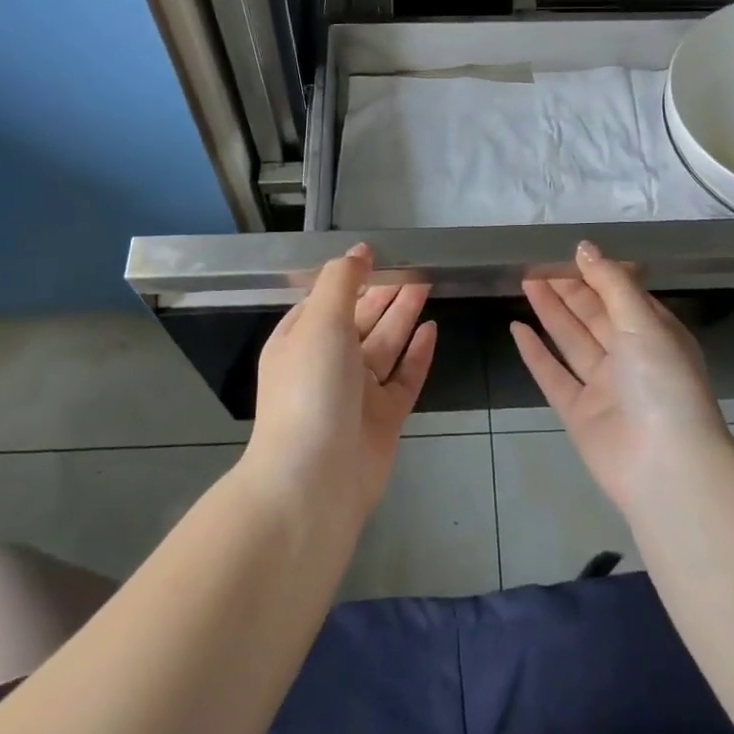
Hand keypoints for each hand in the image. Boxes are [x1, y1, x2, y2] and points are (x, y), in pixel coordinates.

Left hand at [246, 245, 436, 517]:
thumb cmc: (311, 390)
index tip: (383, 254)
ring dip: (404, 314)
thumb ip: (341, 281)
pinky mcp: (384, 418)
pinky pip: (404, 378)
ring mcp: (357, 393)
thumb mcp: (320, 322)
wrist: (314, 482)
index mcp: (301, 340)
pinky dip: (417, 354)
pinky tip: (432, 329)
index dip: (354, 277)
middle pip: (361, 319)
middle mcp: (328, 363)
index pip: (329, 299)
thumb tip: (360, 251)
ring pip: (385, 344)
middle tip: (416, 264)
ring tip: (428, 283)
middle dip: (385, 292)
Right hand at [512, 242, 733, 515]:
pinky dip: (535, 353)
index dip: (597, 274)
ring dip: (550, 312)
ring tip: (525, 282)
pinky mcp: (579, 413)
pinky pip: (553, 376)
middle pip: (594, 316)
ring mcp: (604, 387)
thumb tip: (584, 247)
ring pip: (572, 341)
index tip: (568, 253)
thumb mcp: (644, 322)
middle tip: (536, 263)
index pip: (624, 295)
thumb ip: (612, 283)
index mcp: (656, 335)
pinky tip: (517, 329)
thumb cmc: (662, 383)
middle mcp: (631, 358)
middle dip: (568, 289)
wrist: (664, 467)